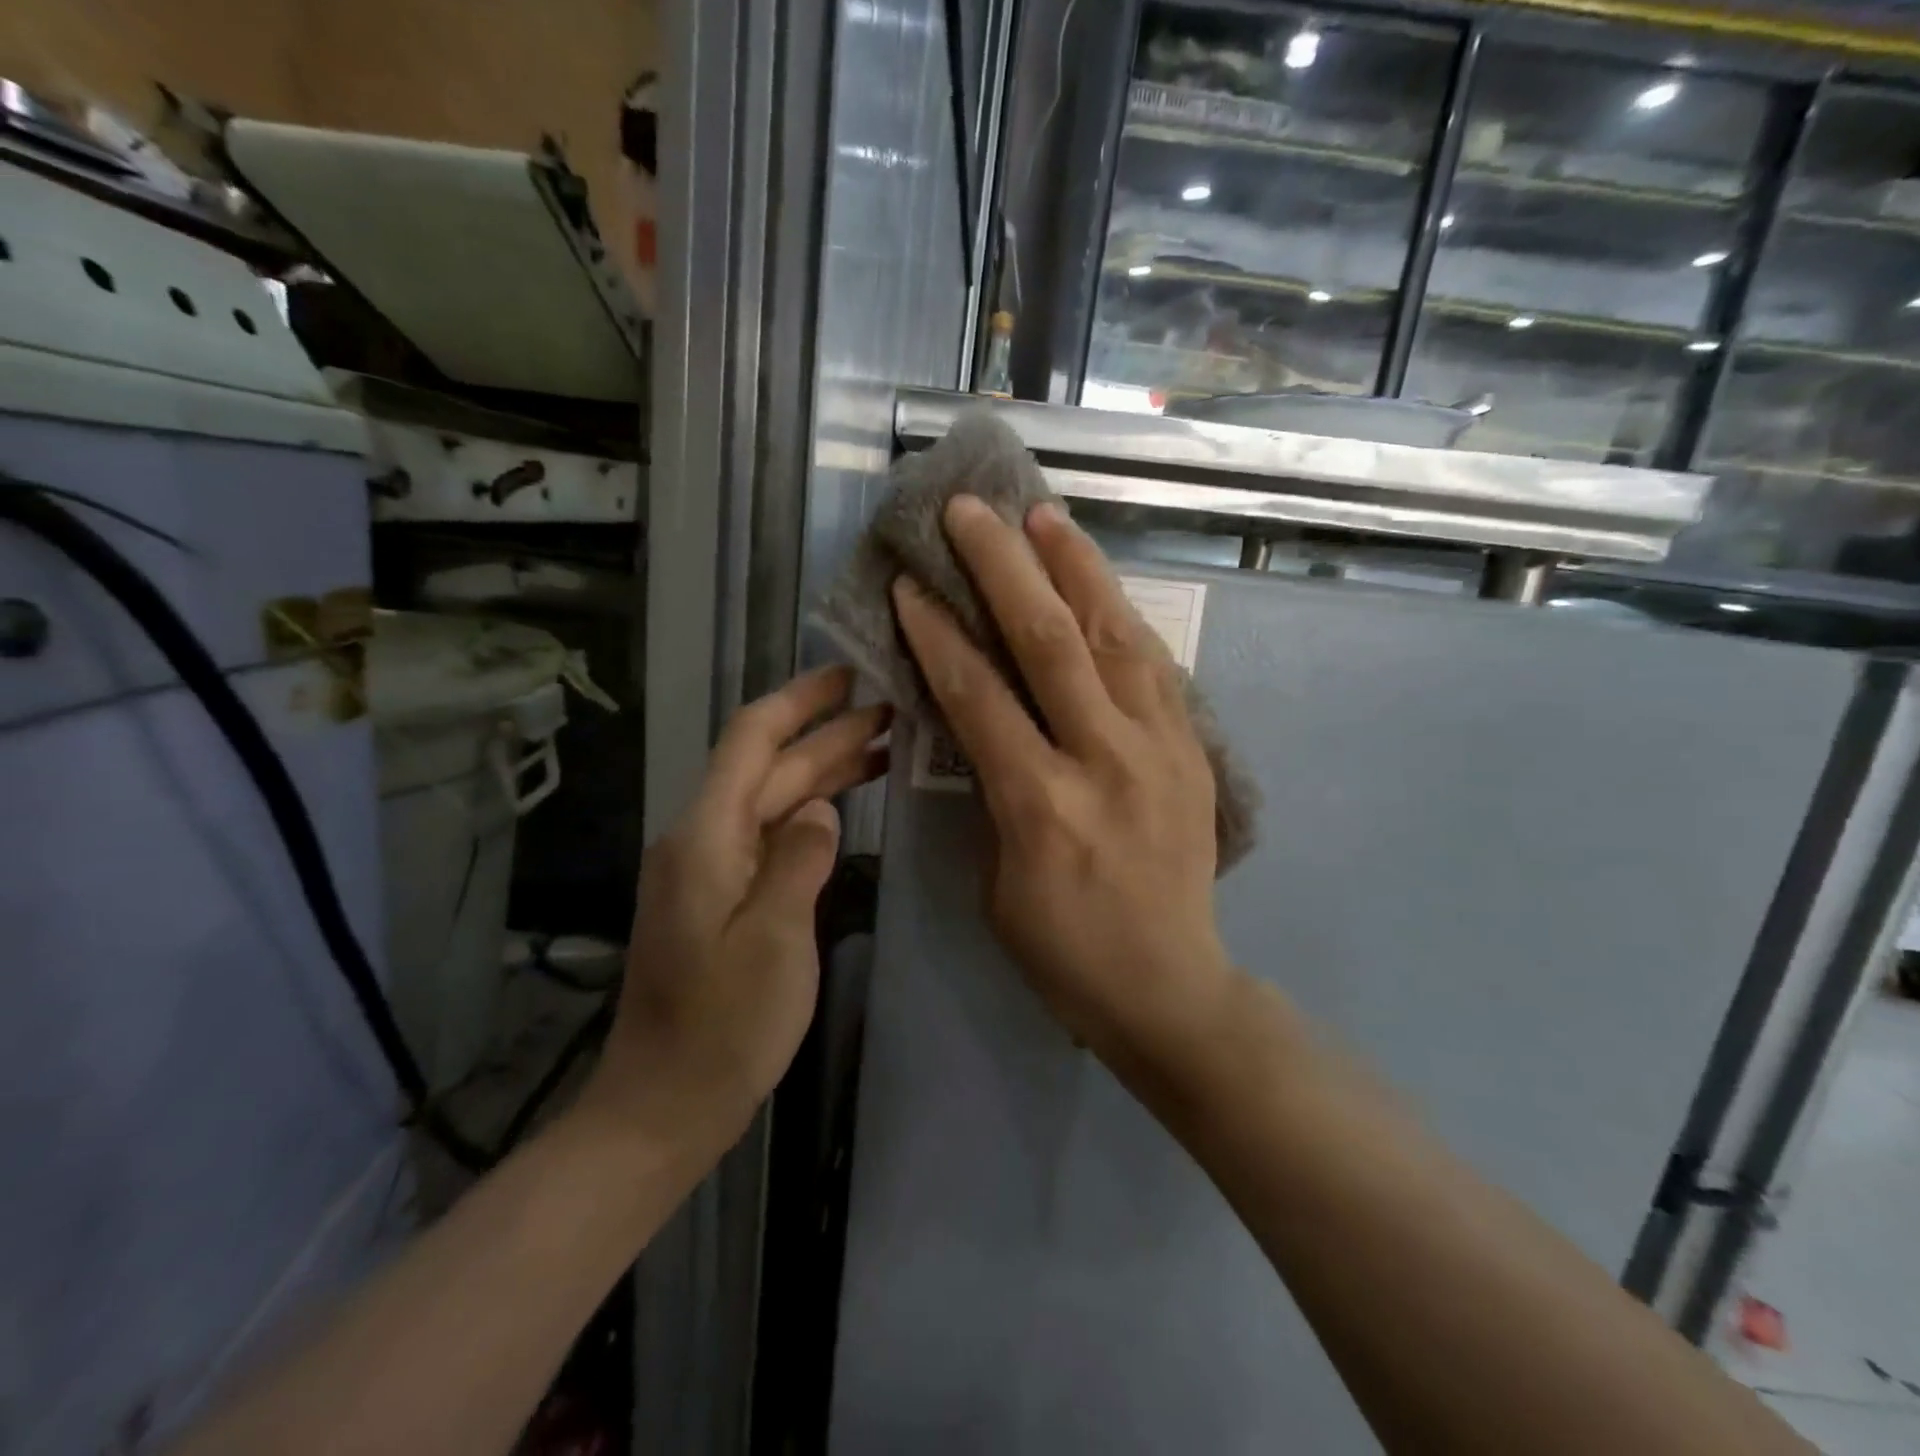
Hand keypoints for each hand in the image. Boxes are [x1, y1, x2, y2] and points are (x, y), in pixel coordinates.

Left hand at [579, 667, 888, 1152]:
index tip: (846, 674)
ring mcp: (711, 870)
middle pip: (769, 768)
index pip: (751, 740)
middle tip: (892, 712)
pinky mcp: (721, 898)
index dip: (798, 700)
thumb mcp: (774, 939)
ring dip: (823, 773)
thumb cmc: (722, 1027)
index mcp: (707, 836)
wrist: (664, 1105)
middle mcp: (703, 839)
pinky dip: (810, 815)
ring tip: (884, 749)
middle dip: (828, 735)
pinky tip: (844, 809)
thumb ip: (800, 860)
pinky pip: (770, 837)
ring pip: (773, 801)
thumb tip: (822, 809)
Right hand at [891, 496, 1235, 1075]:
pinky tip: (1097, 580)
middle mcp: (1104, 759)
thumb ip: (990, 792)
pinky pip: (1154, 664)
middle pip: (1050, 642)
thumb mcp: (997, 881)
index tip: (909, 583)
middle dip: (1003, 567)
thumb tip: (979, 723)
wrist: (1169, 986)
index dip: (937, 633)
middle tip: (971, 511)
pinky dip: (1121, 614)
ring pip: (1114, 636)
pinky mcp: (1191, 749)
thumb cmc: (1062, 950)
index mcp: (1040, 804)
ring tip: (1043, 514)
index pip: (978, 695)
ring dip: (1075, 567)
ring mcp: (1159, 748)